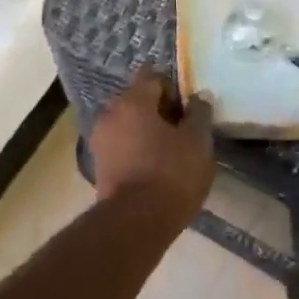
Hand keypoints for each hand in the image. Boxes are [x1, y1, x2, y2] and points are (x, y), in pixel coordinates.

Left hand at [89, 68, 215, 227]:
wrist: (136, 222)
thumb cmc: (171, 173)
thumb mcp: (197, 141)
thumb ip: (199, 113)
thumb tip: (199, 97)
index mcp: (133, 100)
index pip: (152, 76)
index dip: (173, 87)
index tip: (189, 107)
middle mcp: (110, 114)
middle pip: (137, 99)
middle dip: (158, 109)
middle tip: (182, 128)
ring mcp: (100, 140)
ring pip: (127, 123)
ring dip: (145, 130)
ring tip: (170, 150)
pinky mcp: (99, 165)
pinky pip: (120, 145)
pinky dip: (136, 149)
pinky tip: (154, 166)